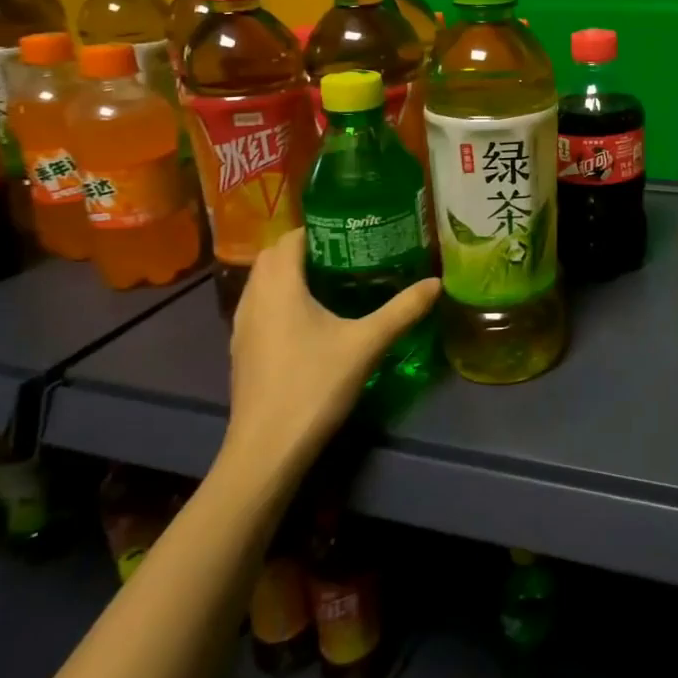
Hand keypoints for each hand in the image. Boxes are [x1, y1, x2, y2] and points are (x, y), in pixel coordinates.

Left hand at [221, 232, 439, 485]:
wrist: (267, 449)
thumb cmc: (314, 385)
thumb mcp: (367, 344)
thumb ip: (403, 310)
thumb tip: (437, 282)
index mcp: (279, 286)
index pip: (290, 238)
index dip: (318, 229)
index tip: (352, 231)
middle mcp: (253, 299)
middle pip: (273, 257)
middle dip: (305, 249)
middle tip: (347, 254)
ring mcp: (241, 327)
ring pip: (262, 283)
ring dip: (289, 274)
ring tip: (331, 281)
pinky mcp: (242, 351)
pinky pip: (259, 307)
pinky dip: (280, 299)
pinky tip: (309, 320)